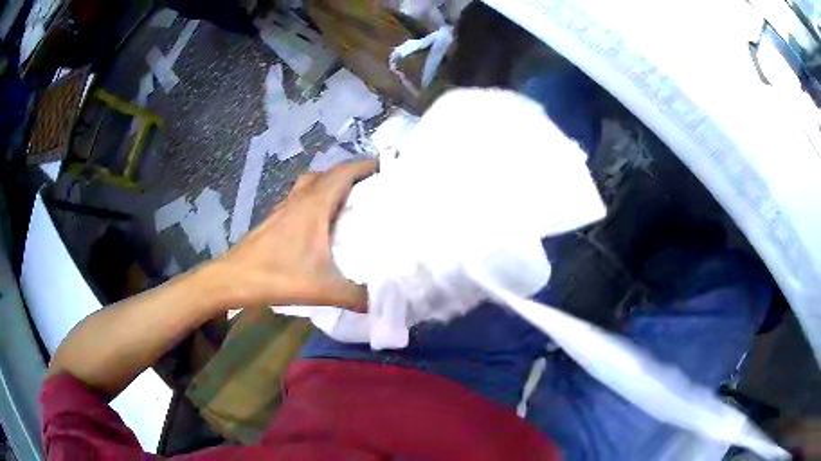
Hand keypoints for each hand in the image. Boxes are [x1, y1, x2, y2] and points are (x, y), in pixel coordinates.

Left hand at [210, 160, 376, 311]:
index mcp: (314, 205)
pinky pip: (301, 198)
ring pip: (311, 184)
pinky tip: (321, 223)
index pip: (343, 173)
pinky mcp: (276, 219)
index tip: (386, 167)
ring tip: (350, 201)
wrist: (234, 278)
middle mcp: (300, 199)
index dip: (365, 166)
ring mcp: (284, 207)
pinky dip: (316, 200)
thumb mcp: (324, 289)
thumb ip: (357, 296)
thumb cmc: (278, 276)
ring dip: (331, 185)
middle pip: (328, 174)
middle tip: (372, 186)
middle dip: (351, 174)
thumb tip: (381, 302)